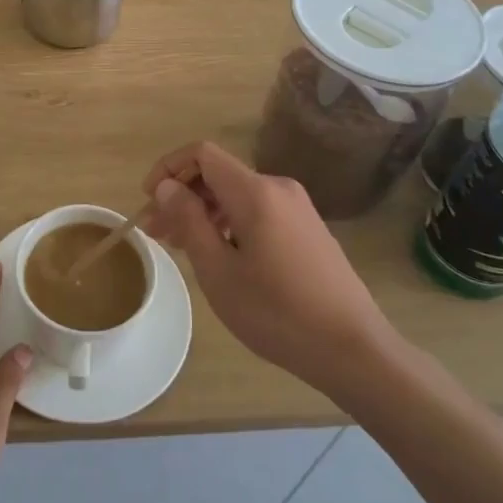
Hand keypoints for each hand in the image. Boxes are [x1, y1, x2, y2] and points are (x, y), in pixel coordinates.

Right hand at [142, 142, 392, 397]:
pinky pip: (258, 210)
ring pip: (237, 194)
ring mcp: (298, 208)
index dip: (168, 168)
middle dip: (182, 196)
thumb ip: (188, 221)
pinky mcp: (307, 228)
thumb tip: (167, 187)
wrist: (353, 348)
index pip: (202, 154)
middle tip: (156, 233)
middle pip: (218, 174)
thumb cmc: (277, 312)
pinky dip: (229, 223)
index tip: (149, 202)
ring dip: (204, 212)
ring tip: (182, 248)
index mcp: (255, 192)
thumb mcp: (218, 271)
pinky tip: (220, 255)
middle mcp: (278, 188)